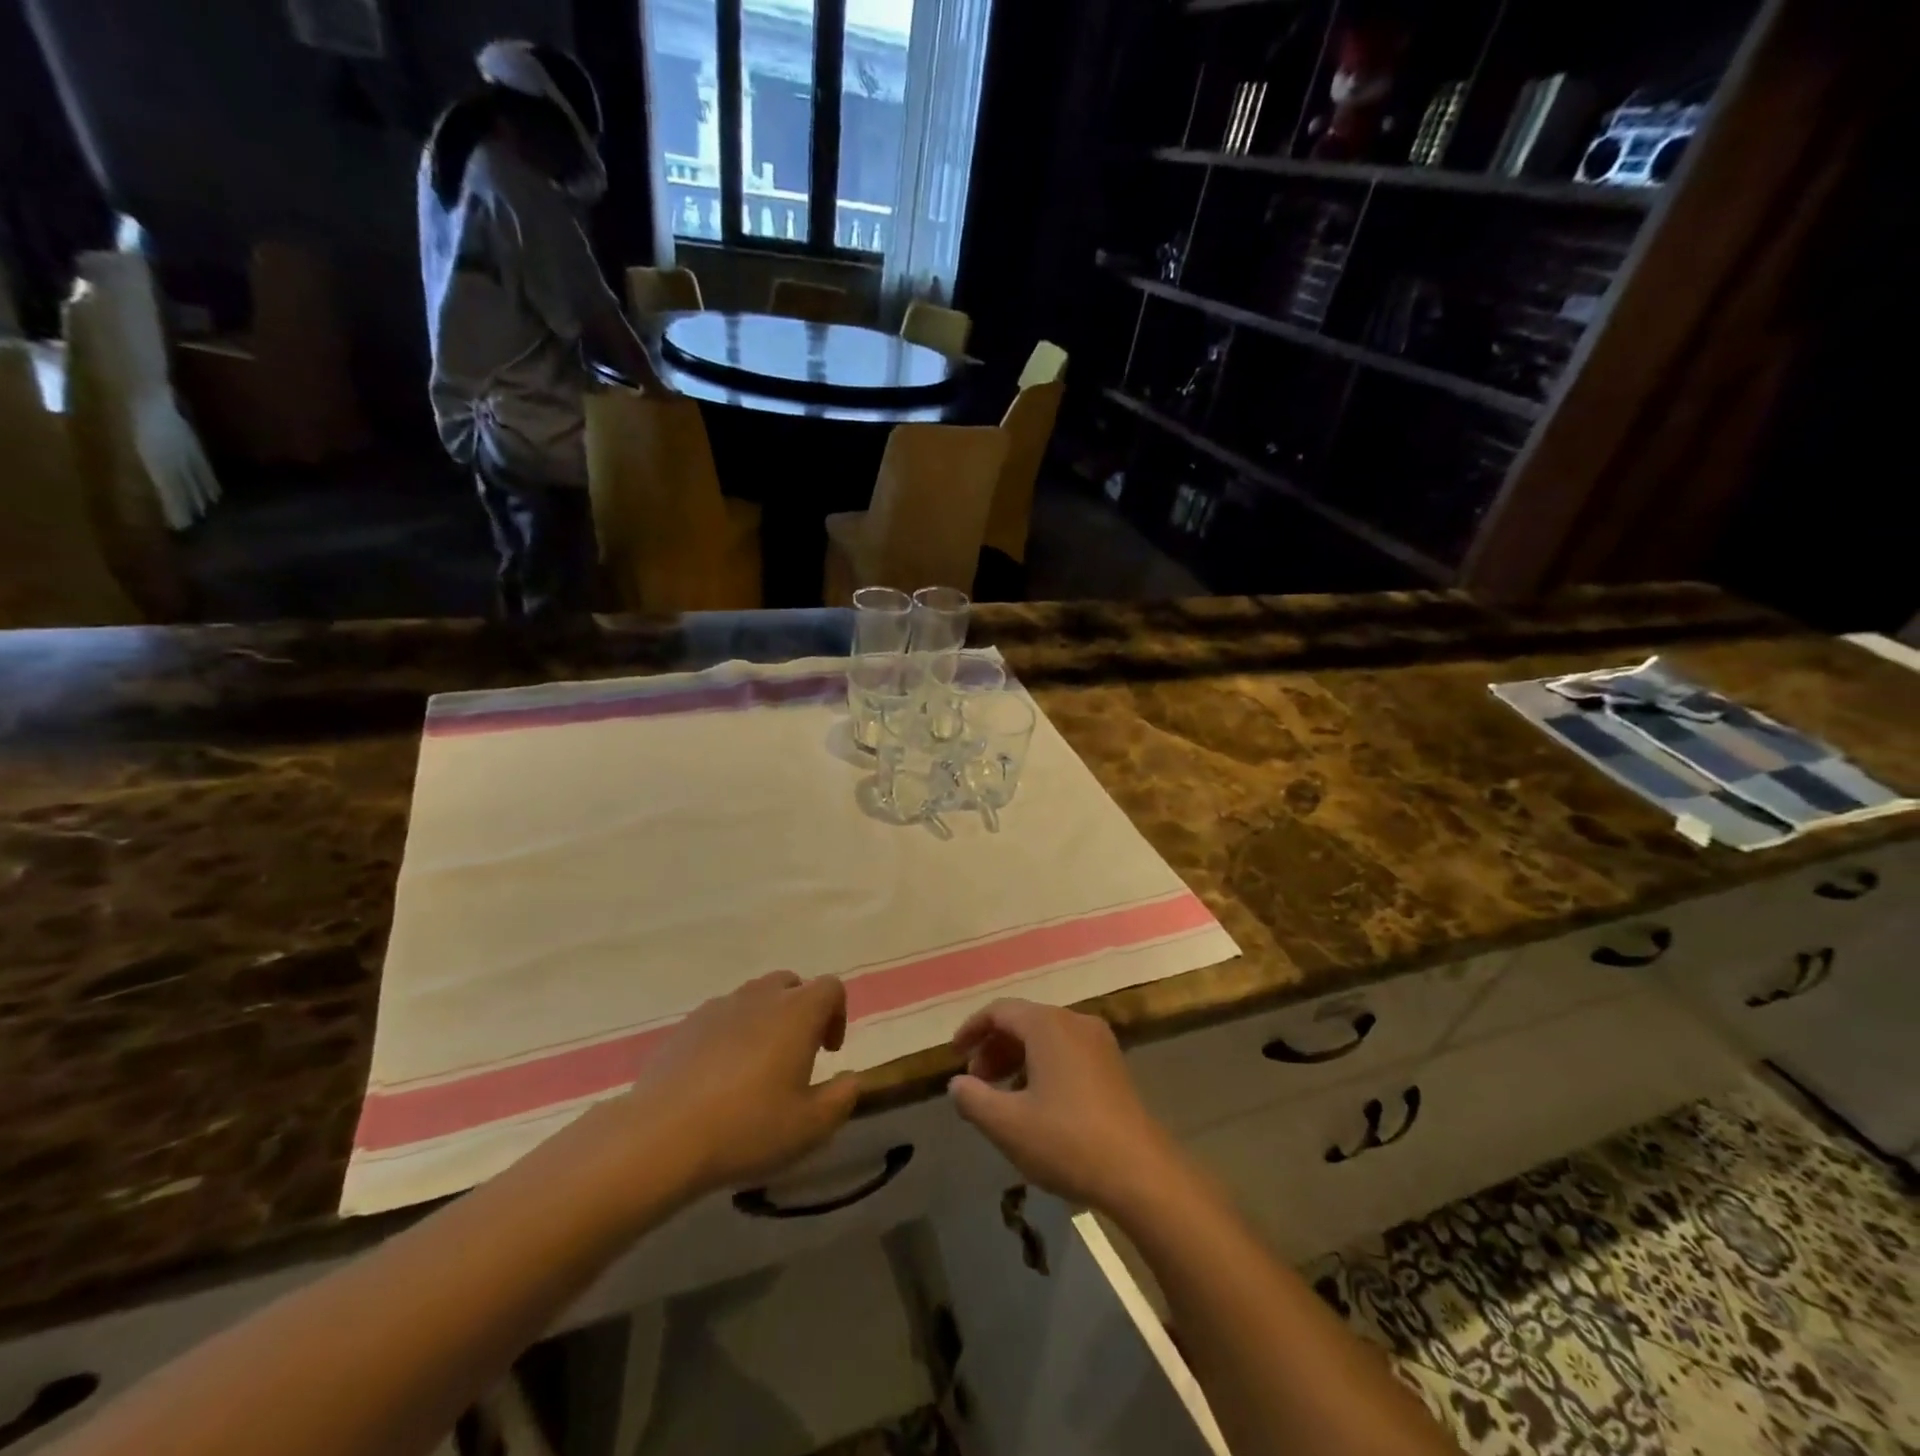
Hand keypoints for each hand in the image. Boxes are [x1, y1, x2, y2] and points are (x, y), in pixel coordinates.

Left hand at [614, 972, 859, 1200]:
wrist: (661, 1137)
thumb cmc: (747, 1128)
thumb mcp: (811, 1127)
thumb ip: (842, 1098)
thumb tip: (852, 1079)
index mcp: (797, 1012)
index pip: (831, 987)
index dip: (838, 1014)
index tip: (829, 1052)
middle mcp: (760, 997)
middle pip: (791, 984)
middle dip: (801, 1012)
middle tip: (796, 1055)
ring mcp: (719, 1007)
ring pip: (754, 998)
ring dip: (765, 1020)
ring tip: (756, 1067)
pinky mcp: (685, 1025)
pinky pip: (720, 1017)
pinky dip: (730, 1035)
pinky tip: (718, 1077)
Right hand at [948, 999, 1184, 1215]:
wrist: (1141, 1173)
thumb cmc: (1067, 1141)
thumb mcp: (1008, 1125)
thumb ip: (973, 1099)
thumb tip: (956, 1084)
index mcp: (1048, 1025)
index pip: (999, 1011)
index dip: (972, 1029)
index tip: (954, 1055)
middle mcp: (1075, 1022)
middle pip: (1024, 1021)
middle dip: (994, 1048)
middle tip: (975, 1082)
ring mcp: (1099, 1043)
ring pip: (1046, 1038)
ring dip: (1017, 1059)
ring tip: (1000, 1096)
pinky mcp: (1113, 1066)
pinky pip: (1066, 1052)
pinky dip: (1042, 1066)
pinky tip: (1036, 1103)